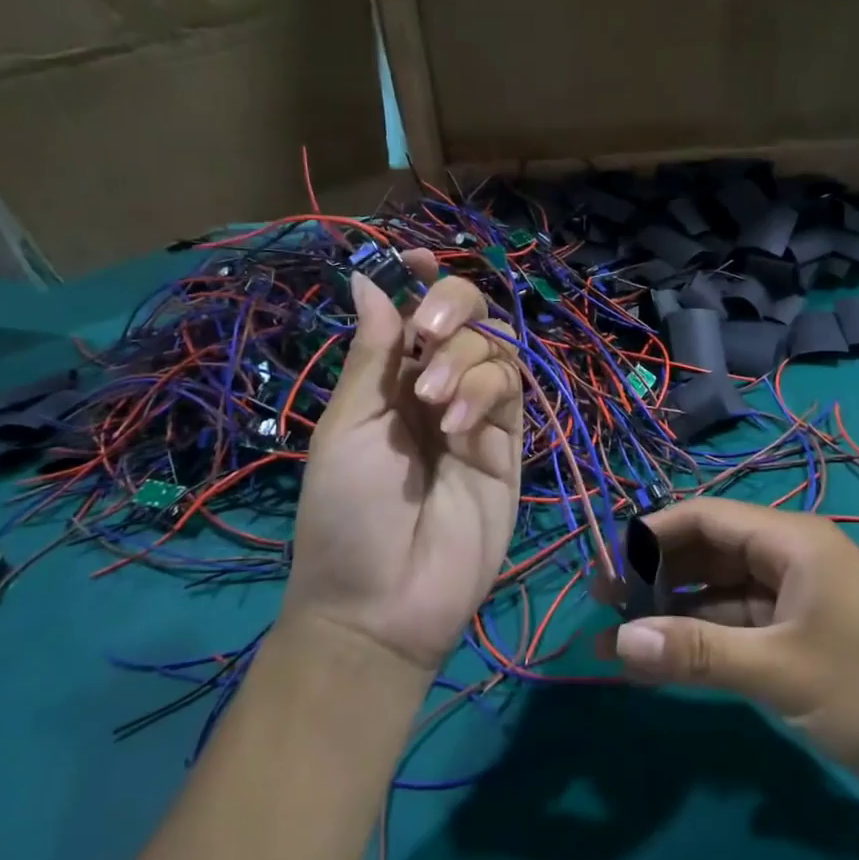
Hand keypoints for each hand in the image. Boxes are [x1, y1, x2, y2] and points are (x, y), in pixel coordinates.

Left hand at [285, 253, 522, 672]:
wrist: (383, 601)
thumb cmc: (346, 511)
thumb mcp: (347, 424)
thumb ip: (373, 353)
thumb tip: (368, 279)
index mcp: (390, 380)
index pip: (415, 313)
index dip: (421, 281)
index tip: (418, 258)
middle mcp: (436, 387)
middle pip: (468, 317)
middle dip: (453, 308)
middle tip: (429, 333)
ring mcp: (477, 414)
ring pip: (496, 347)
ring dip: (466, 358)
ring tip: (436, 404)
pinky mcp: (510, 443)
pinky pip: (511, 390)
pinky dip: (486, 390)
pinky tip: (460, 423)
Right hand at [598, 498, 858, 812]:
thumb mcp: (780, 671)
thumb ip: (697, 653)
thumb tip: (619, 644)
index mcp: (791, 539)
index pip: (703, 517)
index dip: (648, 536)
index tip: (602, 568)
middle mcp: (790, 556)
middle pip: (709, 551)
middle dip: (656, 575)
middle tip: (602, 606)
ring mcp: (799, 597)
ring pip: (721, 591)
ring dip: (675, 612)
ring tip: (619, 640)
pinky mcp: (805, 636)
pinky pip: (741, 625)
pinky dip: (705, 640)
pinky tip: (667, 663)